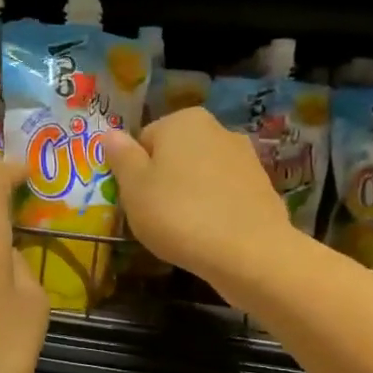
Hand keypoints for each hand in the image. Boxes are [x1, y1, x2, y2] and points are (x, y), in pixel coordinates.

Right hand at [103, 108, 289, 288]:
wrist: (248, 252)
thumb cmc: (178, 214)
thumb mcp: (134, 187)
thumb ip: (121, 156)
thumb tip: (110, 133)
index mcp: (182, 121)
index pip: (143, 140)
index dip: (134, 171)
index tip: (135, 199)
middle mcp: (217, 128)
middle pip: (174, 155)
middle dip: (163, 179)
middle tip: (155, 214)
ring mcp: (245, 157)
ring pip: (200, 174)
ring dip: (189, 194)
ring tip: (182, 228)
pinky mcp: (262, 186)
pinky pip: (223, 193)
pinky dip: (213, 208)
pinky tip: (208, 233)